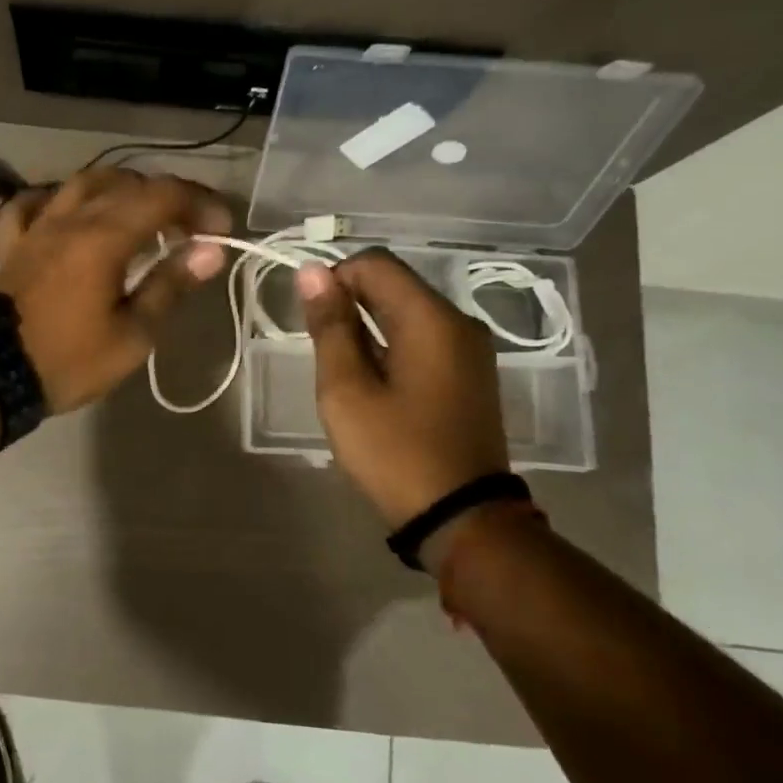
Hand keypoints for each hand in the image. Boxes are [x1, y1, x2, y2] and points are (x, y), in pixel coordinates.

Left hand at [0, 168, 231, 411]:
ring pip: (83, 182)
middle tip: (190, 228)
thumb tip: (210, 251)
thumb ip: (170, 285)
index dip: (200, 203)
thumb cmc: (69, 360)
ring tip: (140, 215)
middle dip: (168, 197)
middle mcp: (71, 218)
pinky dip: (60, 201)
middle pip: (128, 184)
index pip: (163, 196)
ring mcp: (38, 226)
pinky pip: (34, 203)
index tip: (221, 229)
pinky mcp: (13, 242)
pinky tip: (72, 214)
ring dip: (120, 189)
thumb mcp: (133, 335)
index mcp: (104, 237)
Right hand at [297, 249, 510, 527]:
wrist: (462, 519)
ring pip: (407, 312)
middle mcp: (458, 322)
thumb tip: (312, 271)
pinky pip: (423, 338)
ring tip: (345, 373)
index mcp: (431, 318)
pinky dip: (391, 346)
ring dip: (368, 327)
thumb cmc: (395, 452)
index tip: (313, 322)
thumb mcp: (346, 389)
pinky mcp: (470, 374)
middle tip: (323, 352)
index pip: (375, 263)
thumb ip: (329, 326)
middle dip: (350, 304)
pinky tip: (375, 383)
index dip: (334, 279)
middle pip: (394, 284)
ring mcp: (470, 349)